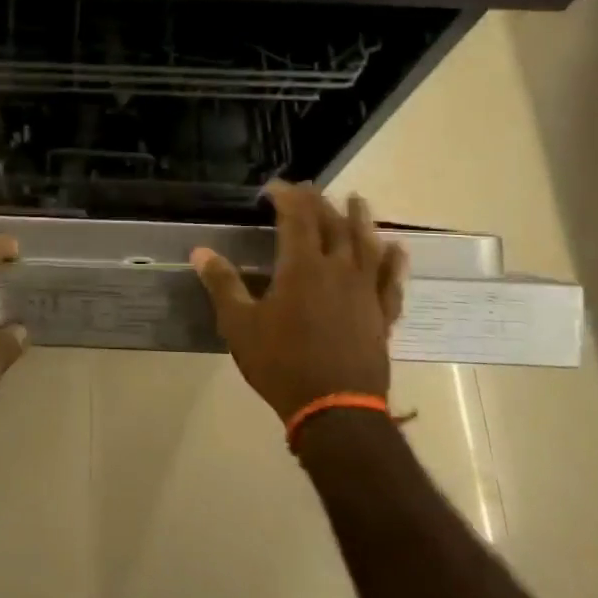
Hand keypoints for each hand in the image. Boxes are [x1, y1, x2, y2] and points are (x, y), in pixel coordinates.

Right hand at [192, 181, 407, 421]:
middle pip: (333, 225)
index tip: (273, 187)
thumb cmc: (281, 363)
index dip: (287, 196)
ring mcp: (365, 292)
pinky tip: (397, 250)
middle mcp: (339, 270)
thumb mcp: (240, 324)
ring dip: (361, 219)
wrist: (335, 409)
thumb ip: (223, 284)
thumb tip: (200, 252)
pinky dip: (393, 262)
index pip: (297, 218)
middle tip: (309, 190)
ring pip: (367, 245)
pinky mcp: (382, 315)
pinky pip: (391, 280)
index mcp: (303, 267)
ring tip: (358, 200)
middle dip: (319, 203)